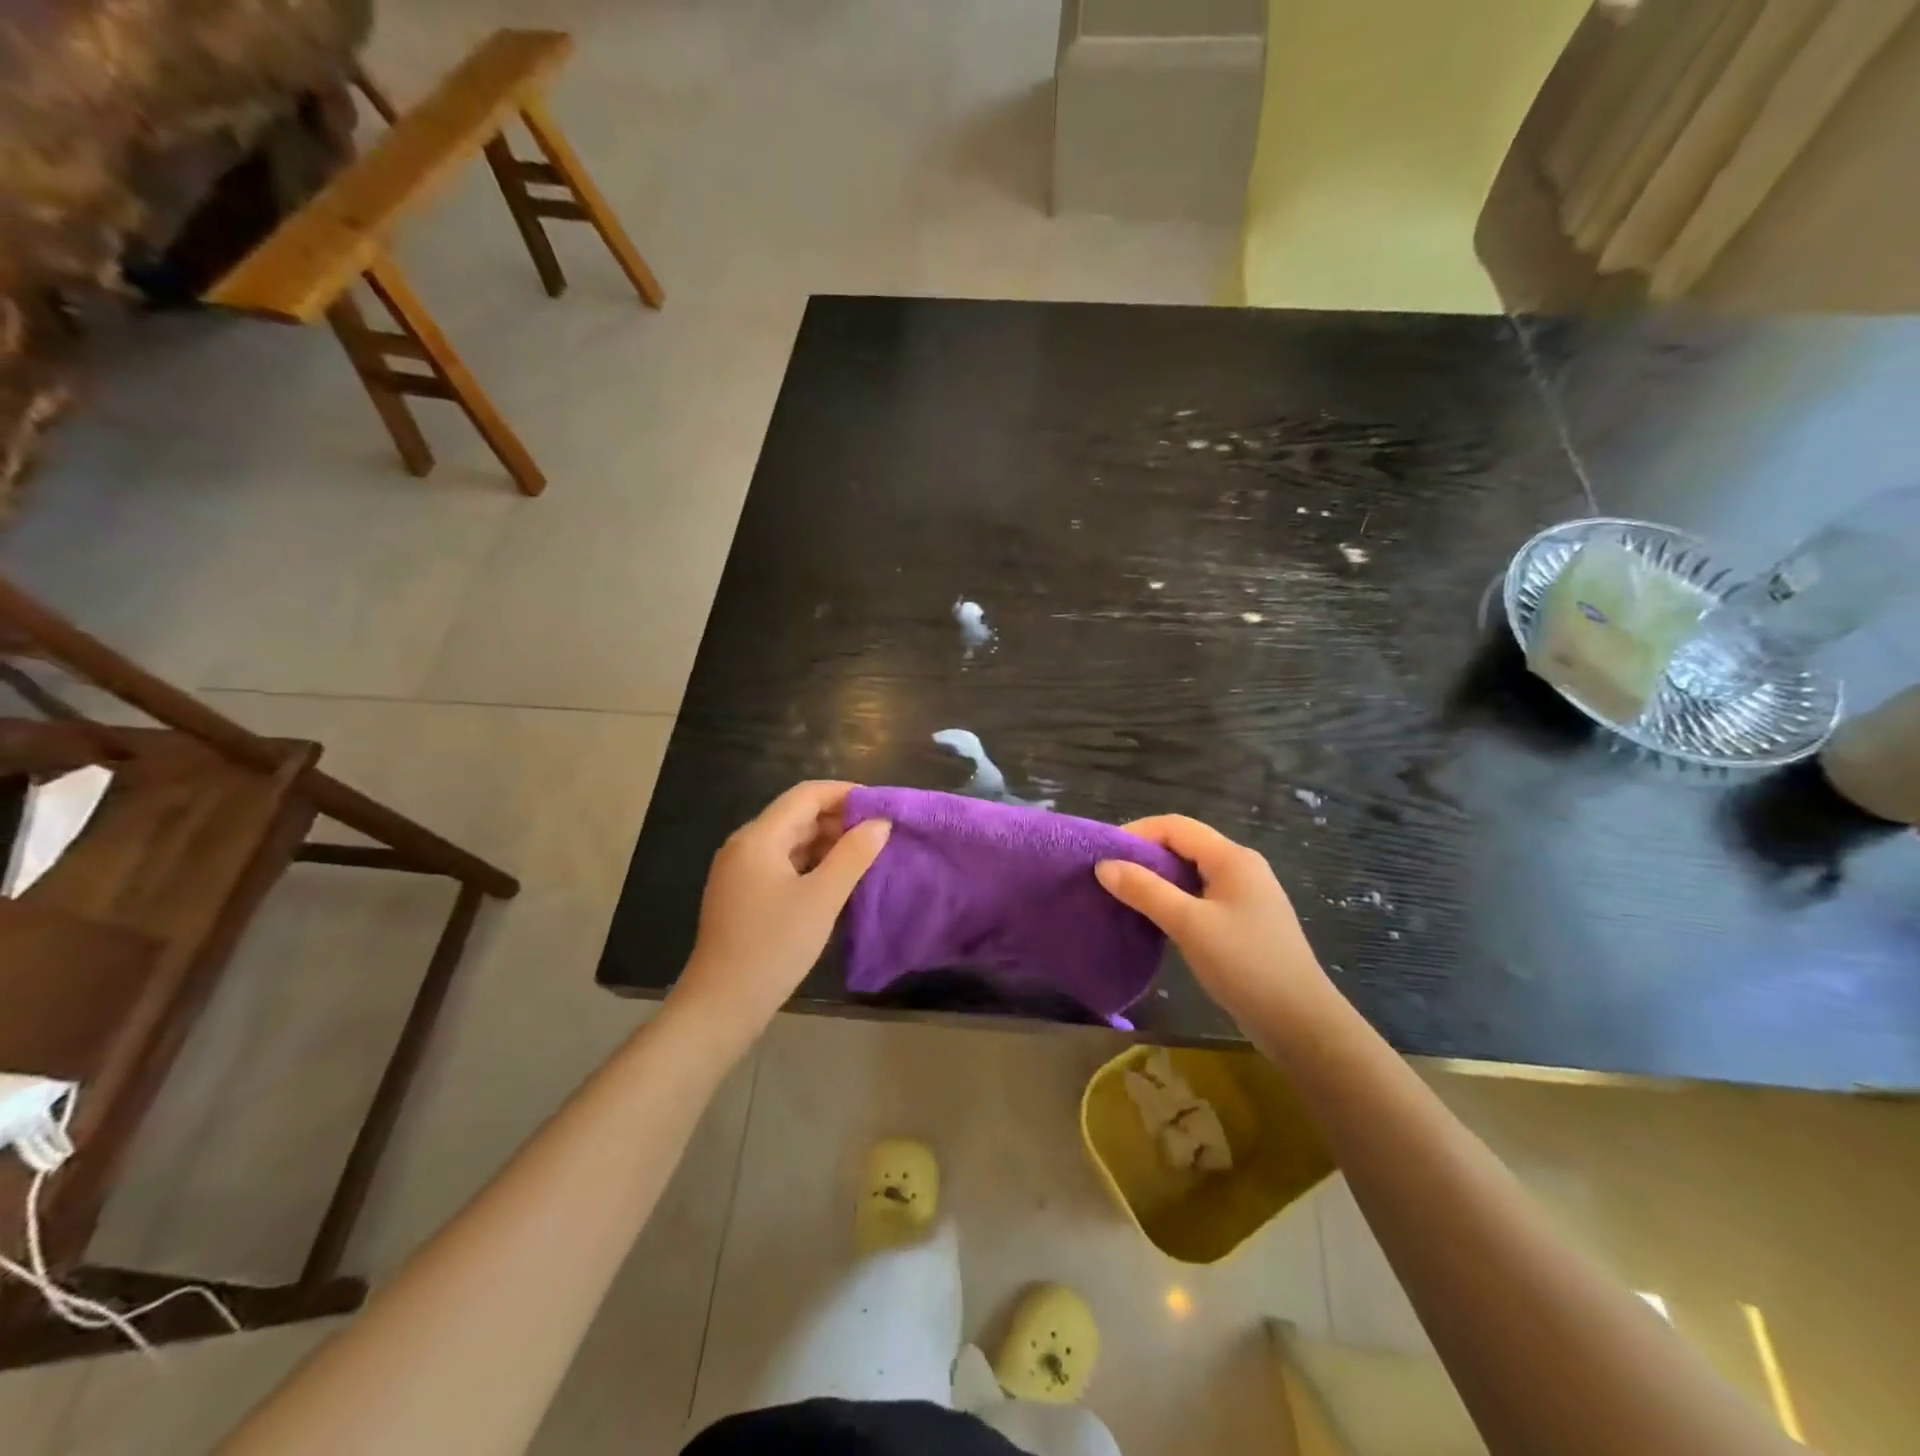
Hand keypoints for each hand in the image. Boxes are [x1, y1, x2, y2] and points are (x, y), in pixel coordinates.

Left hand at [673, 782, 890, 1037]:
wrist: (721, 1005)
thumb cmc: (773, 946)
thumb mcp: (822, 898)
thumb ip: (854, 855)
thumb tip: (880, 823)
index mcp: (759, 837)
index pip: (806, 795)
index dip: (845, 793)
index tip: (881, 805)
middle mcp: (745, 846)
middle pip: (797, 816)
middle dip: (839, 819)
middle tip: (880, 833)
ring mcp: (740, 872)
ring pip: (790, 841)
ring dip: (827, 842)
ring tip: (866, 855)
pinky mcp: (743, 895)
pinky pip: (782, 864)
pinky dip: (811, 864)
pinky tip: (836, 880)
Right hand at [1095, 815, 1328, 1026]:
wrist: (1300, 1023)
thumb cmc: (1245, 965)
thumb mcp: (1189, 924)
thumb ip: (1145, 890)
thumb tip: (1103, 865)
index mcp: (1232, 858)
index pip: (1175, 826)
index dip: (1136, 833)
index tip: (1103, 855)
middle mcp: (1240, 867)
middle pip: (1183, 845)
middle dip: (1144, 855)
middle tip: (1108, 877)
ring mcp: (1244, 895)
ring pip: (1191, 872)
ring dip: (1156, 879)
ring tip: (1123, 897)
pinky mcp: (1243, 921)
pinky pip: (1200, 896)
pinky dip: (1173, 899)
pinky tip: (1154, 919)